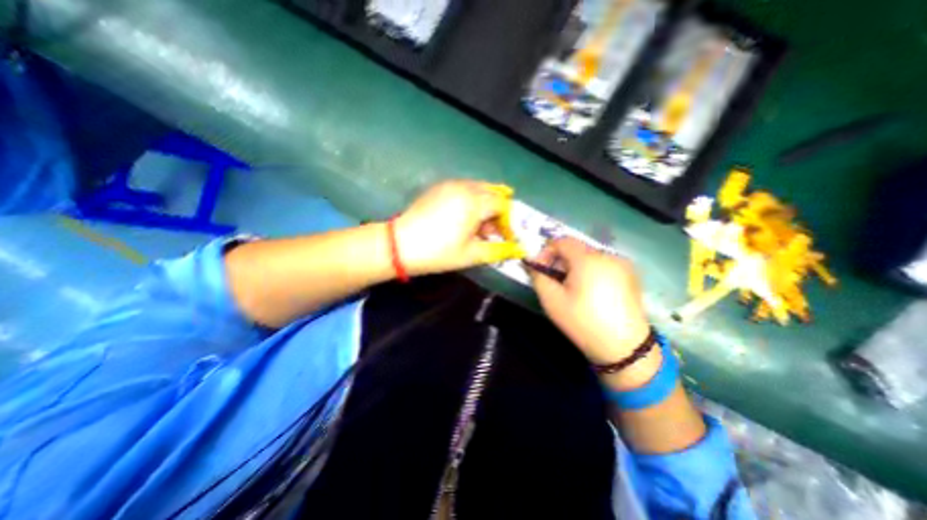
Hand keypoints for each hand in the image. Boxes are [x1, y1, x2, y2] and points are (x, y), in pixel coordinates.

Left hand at [392, 181, 527, 274]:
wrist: (399, 245)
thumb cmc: (439, 252)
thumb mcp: (472, 254)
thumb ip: (498, 250)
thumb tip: (517, 249)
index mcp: (475, 201)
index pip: (502, 205)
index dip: (507, 223)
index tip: (503, 238)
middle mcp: (465, 186)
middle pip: (492, 193)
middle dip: (497, 213)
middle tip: (491, 233)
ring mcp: (450, 184)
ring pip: (478, 189)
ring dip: (484, 206)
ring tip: (477, 227)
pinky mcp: (438, 187)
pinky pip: (463, 189)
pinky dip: (471, 200)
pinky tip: (463, 218)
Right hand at [529, 237, 650, 366]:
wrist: (624, 348)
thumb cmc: (582, 322)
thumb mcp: (551, 300)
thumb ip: (537, 276)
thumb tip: (531, 262)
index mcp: (588, 259)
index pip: (561, 241)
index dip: (546, 251)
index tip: (541, 269)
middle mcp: (608, 255)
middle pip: (576, 248)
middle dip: (561, 261)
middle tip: (555, 282)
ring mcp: (622, 264)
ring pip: (590, 257)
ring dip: (576, 267)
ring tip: (573, 289)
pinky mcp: (631, 275)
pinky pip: (603, 265)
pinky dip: (592, 271)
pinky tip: (591, 292)